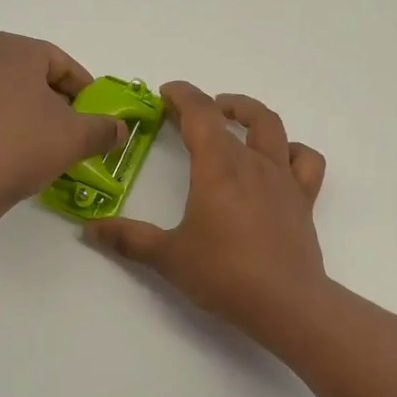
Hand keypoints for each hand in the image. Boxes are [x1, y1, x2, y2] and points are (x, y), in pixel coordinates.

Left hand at [0, 33, 125, 224]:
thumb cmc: (23, 144)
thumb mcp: (76, 137)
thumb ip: (104, 129)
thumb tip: (121, 130)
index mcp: (16, 49)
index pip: (63, 64)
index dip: (85, 91)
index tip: (96, 116)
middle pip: (36, 77)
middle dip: (59, 103)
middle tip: (76, 131)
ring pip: (12, 96)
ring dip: (34, 116)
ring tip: (50, 146)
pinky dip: (9, 127)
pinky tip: (21, 155)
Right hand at [88, 82, 328, 336]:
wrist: (286, 303)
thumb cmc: (224, 274)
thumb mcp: (168, 257)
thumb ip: (129, 239)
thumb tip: (91, 229)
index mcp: (217, 166)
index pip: (200, 112)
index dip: (182, 95)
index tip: (166, 93)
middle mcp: (252, 162)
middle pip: (233, 115)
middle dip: (209, 105)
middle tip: (190, 113)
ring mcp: (282, 178)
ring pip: (273, 127)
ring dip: (250, 114)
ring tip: (234, 119)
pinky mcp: (303, 199)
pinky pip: (305, 161)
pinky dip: (292, 151)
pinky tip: (278, 159)